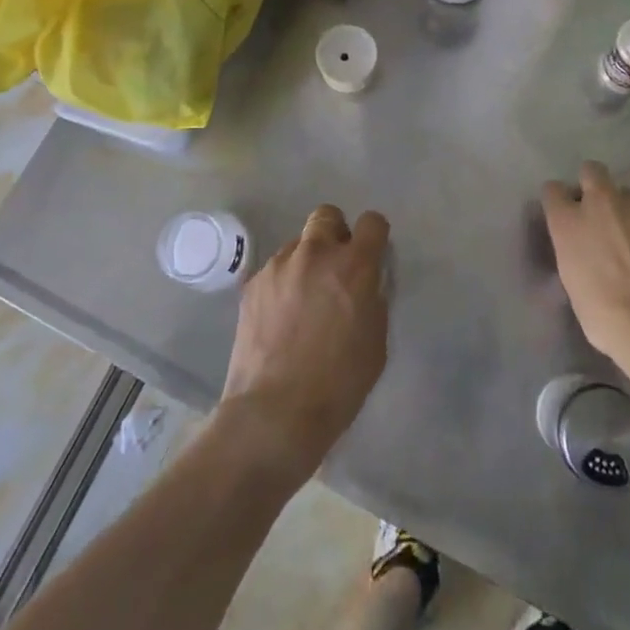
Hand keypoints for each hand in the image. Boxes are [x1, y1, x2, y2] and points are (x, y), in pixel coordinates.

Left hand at [220, 205, 389, 482]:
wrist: (274, 413)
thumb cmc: (338, 384)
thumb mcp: (376, 342)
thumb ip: (373, 298)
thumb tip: (365, 283)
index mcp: (354, 266)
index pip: (372, 222)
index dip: (375, 236)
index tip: (372, 255)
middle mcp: (316, 253)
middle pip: (327, 215)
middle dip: (335, 234)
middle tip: (335, 268)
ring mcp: (279, 265)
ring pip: (298, 244)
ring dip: (307, 261)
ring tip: (303, 300)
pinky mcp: (253, 283)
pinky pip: (275, 270)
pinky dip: (283, 283)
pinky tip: (281, 318)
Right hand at [541, 160, 629, 370]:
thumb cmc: (601, 312)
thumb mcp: (570, 278)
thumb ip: (573, 248)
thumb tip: (582, 245)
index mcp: (568, 220)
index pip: (553, 190)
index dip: (558, 201)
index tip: (563, 214)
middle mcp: (600, 203)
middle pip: (591, 170)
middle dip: (592, 184)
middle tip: (597, 211)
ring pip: (627, 193)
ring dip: (624, 208)